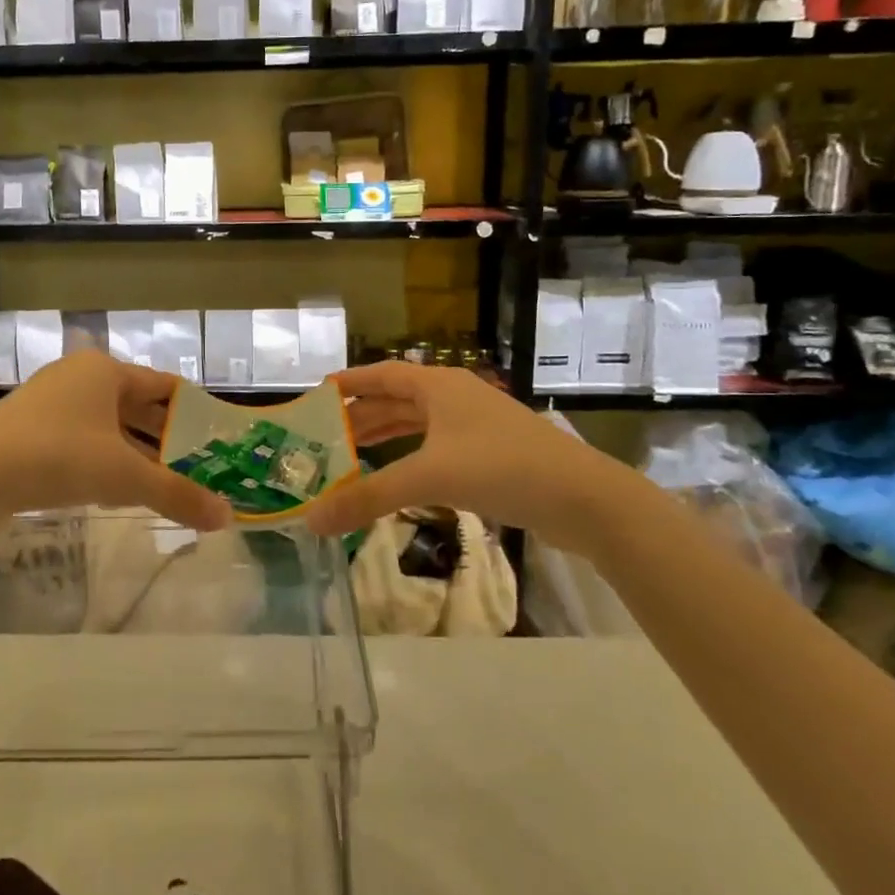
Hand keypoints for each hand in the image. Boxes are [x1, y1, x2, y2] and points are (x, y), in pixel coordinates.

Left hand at [0, 351, 231, 531]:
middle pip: (137, 406)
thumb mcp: (124, 477)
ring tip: (164, 482)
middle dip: (166, 437)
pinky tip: (115, 490)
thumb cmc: (58, 457)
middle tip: (198, 466)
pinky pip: (82, 439)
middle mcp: (79, 377)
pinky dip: (105, 459)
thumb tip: (227, 517)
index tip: (217, 437)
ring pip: (108, 425)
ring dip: (136, 452)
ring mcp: (50, 402)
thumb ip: (177, 494)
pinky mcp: (29, 429)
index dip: (193, 411)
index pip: (164, 386)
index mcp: (106, 371)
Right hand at [302, 362, 613, 541]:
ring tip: (352, 455)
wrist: (583, 498)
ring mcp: (476, 426)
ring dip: (386, 438)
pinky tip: (399, 478)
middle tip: (325, 437)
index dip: (350, 383)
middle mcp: (455, 398)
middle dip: (362, 417)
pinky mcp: (491, 454)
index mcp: (439, 386)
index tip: (318, 395)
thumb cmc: (501, 468)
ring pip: (418, 425)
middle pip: (397, 400)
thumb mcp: (429, 478)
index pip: (382, 374)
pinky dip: (411, 457)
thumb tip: (311, 520)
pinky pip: (437, 448)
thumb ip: (368, 497)